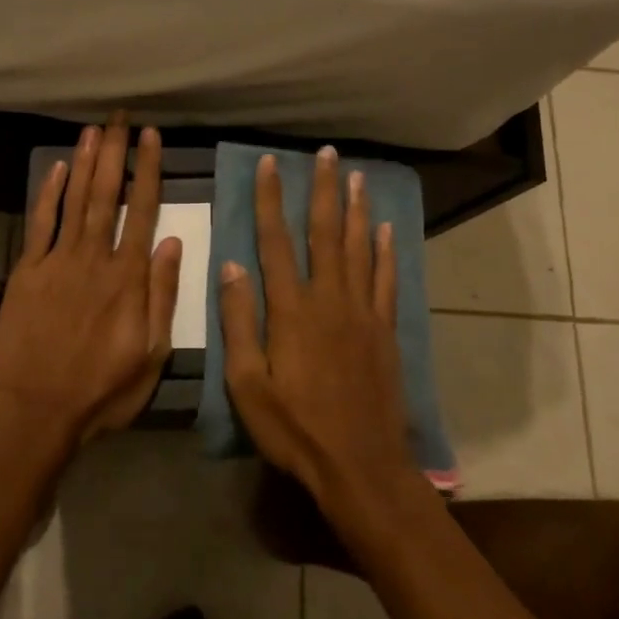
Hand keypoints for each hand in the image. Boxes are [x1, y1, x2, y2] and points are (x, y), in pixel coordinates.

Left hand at [0, 116, 183, 446]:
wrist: (34, 413)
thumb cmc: (101, 391)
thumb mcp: (151, 354)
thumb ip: (163, 295)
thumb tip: (173, 241)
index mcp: (128, 278)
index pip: (142, 211)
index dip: (148, 170)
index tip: (152, 137)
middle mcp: (94, 258)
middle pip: (106, 194)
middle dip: (115, 152)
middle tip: (120, 117)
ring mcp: (57, 262)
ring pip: (75, 200)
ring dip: (85, 161)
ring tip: (94, 129)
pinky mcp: (27, 272)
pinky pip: (40, 224)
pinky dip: (49, 194)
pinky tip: (58, 168)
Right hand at [219, 147, 417, 519]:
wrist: (360, 464)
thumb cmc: (295, 428)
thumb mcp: (247, 383)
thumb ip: (239, 322)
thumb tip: (231, 265)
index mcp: (291, 310)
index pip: (276, 241)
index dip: (271, 200)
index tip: (270, 164)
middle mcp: (329, 299)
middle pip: (326, 233)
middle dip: (323, 190)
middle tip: (326, 154)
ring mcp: (363, 312)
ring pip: (360, 248)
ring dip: (357, 209)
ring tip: (357, 176)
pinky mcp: (385, 330)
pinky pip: (387, 280)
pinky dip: (387, 252)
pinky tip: (387, 230)